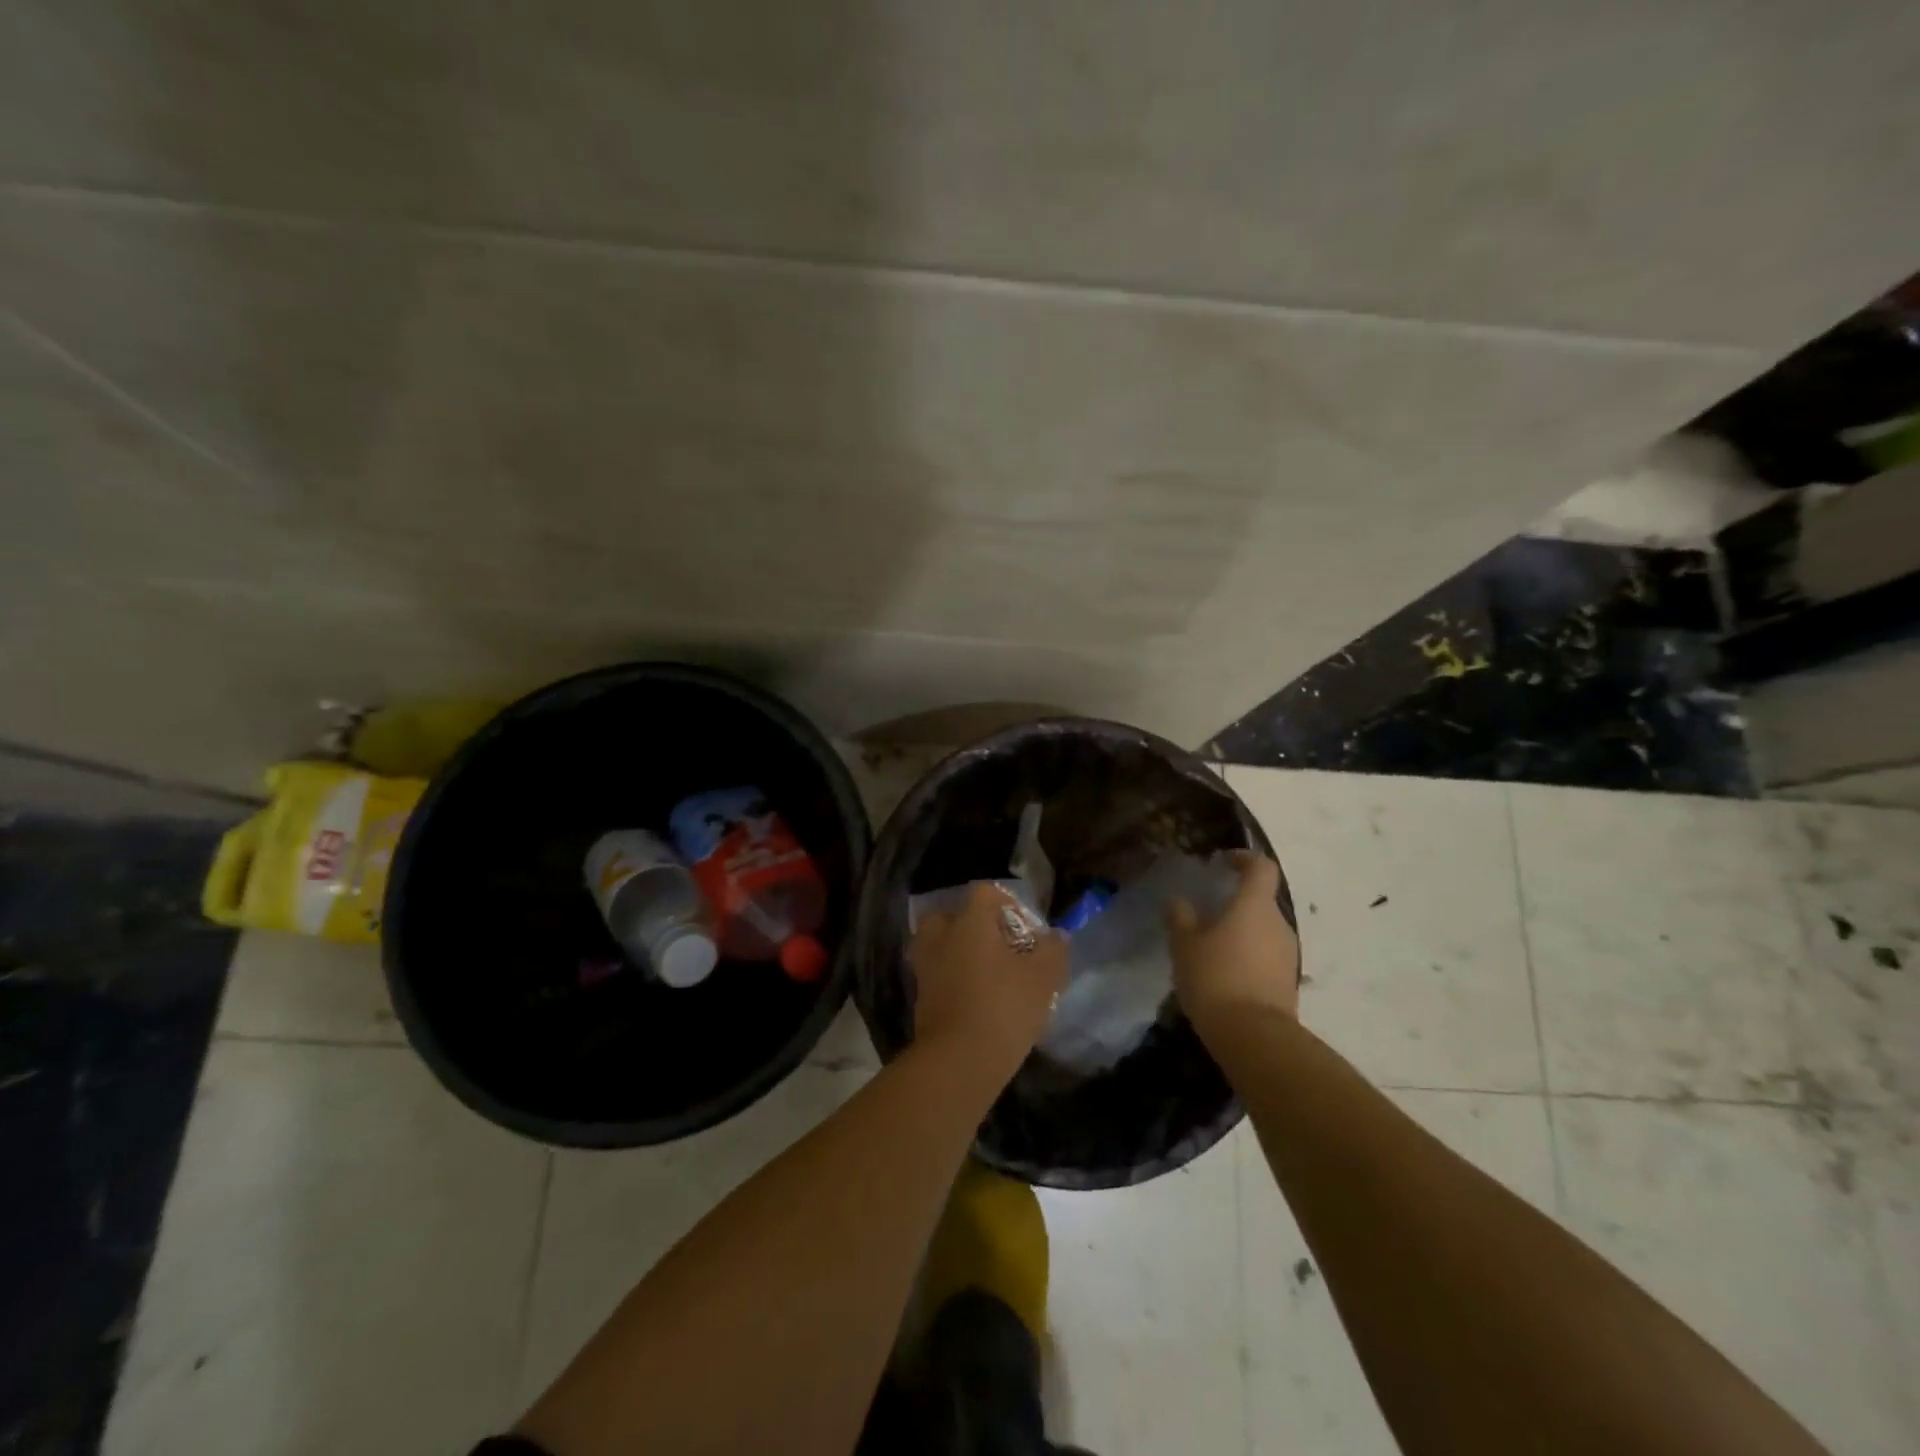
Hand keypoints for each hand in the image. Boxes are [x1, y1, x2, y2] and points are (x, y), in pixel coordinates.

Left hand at [909, 882, 1068, 1079]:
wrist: (957, 1061)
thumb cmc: (1003, 1007)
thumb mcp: (1043, 978)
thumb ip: (1053, 950)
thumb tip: (1056, 936)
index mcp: (969, 921)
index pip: (984, 892)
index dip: (1007, 905)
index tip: (1025, 932)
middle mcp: (941, 935)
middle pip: (954, 916)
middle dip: (974, 928)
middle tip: (999, 950)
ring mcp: (925, 965)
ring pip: (941, 945)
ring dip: (959, 954)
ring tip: (987, 976)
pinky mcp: (919, 995)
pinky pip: (937, 974)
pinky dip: (951, 979)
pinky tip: (975, 1000)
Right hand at [1167, 852, 1299, 1034]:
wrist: (1254, 1037)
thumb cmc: (1215, 978)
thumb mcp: (1185, 945)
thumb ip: (1181, 918)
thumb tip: (1180, 902)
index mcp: (1254, 906)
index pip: (1261, 867)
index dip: (1244, 859)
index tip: (1224, 863)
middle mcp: (1278, 924)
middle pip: (1261, 900)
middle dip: (1237, 902)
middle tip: (1207, 912)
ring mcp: (1288, 954)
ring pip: (1264, 930)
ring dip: (1242, 932)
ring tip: (1212, 947)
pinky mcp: (1288, 982)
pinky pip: (1266, 956)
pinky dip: (1248, 956)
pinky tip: (1224, 973)